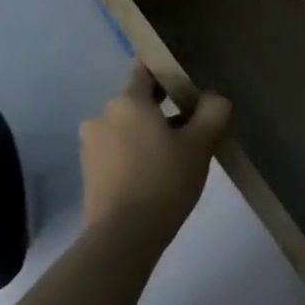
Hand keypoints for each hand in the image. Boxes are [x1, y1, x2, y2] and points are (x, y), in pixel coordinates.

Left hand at [81, 63, 231, 237]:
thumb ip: (213, 112)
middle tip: (194, 125)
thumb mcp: (201, 143)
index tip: (188, 79)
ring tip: (178, 155)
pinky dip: (137, 154)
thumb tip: (214, 98)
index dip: (167, 69)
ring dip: (151, 134)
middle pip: (139, 102)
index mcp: (128, 102)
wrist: (124, 235)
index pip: (145, 69)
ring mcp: (92, 146)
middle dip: (165, 108)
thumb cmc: (165, 179)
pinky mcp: (90, 172)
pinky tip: (158, 174)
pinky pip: (119, 151)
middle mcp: (103, 116)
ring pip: (129, 128)